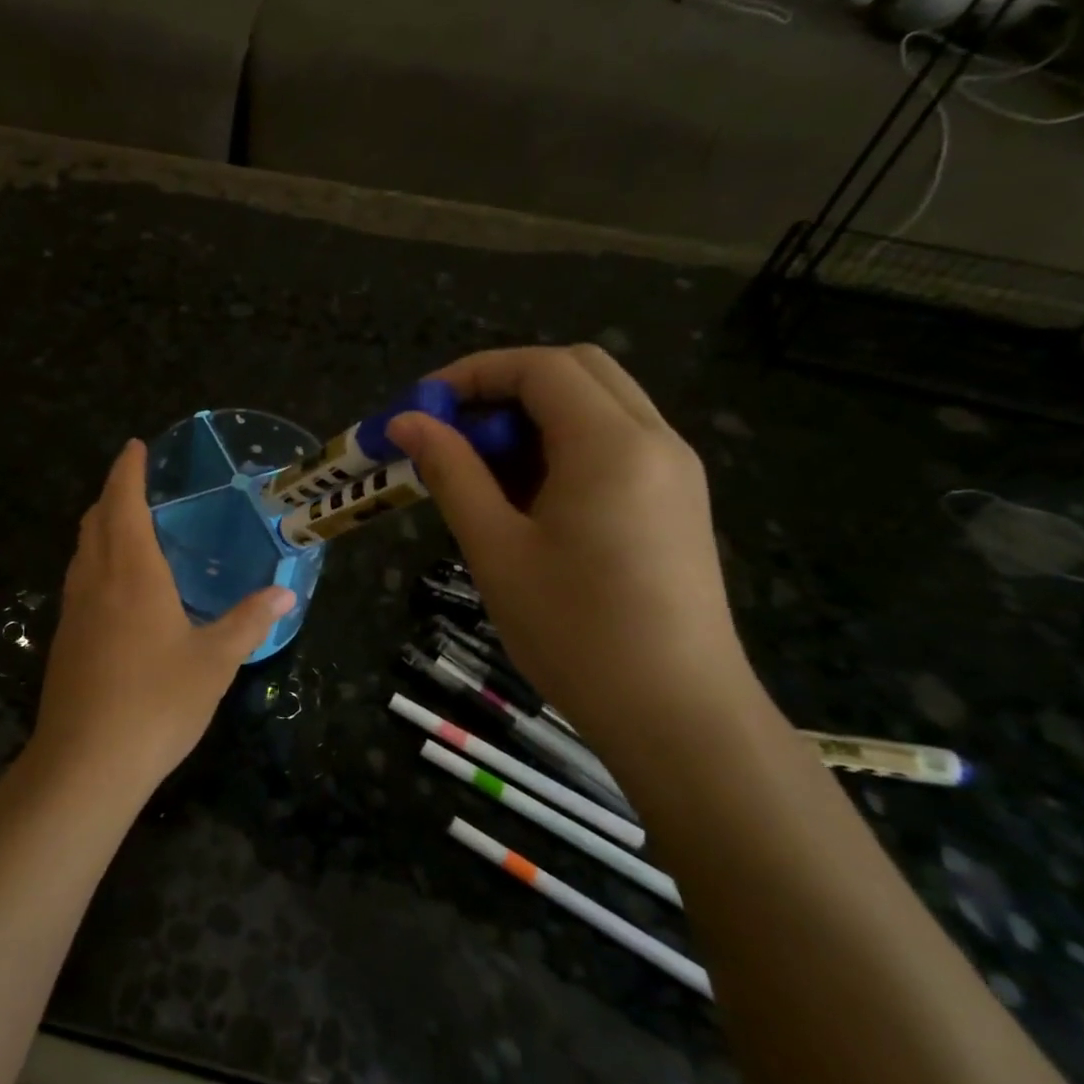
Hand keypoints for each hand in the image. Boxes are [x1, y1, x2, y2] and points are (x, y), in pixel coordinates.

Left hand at [32, 440, 295, 792]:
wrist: (86, 762)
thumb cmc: (157, 701)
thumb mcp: (215, 661)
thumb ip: (249, 622)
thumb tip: (285, 593)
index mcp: (132, 572)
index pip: (123, 503)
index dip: (127, 470)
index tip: (135, 446)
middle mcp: (96, 579)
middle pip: (96, 520)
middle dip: (112, 493)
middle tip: (134, 481)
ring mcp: (74, 610)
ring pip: (82, 550)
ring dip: (100, 526)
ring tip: (125, 524)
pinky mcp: (64, 639)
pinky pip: (79, 580)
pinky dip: (94, 560)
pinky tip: (114, 586)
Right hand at [389, 346, 749, 740]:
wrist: (677, 715)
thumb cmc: (575, 632)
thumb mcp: (496, 548)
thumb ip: (451, 473)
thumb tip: (406, 422)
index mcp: (611, 445)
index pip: (540, 368)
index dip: (473, 373)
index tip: (421, 406)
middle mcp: (654, 440)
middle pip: (577, 371)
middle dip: (505, 386)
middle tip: (453, 429)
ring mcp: (674, 470)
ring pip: (598, 404)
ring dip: (534, 416)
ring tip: (481, 468)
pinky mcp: (676, 501)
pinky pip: (615, 442)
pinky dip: (564, 444)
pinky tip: (527, 496)